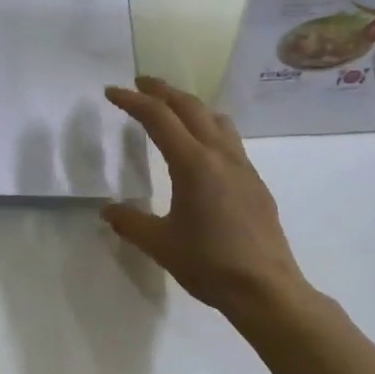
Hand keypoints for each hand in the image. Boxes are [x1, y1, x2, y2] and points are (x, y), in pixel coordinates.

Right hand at [102, 77, 308, 320]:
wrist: (266, 290)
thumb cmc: (209, 264)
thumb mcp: (159, 244)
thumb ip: (130, 222)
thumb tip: (108, 210)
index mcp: (192, 164)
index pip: (158, 118)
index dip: (133, 101)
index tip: (111, 92)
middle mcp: (219, 155)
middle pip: (189, 107)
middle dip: (162, 90)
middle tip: (139, 84)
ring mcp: (242, 167)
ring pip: (216, 118)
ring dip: (190, 105)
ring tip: (172, 109)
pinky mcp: (255, 182)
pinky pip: (229, 139)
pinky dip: (208, 127)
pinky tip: (201, 148)